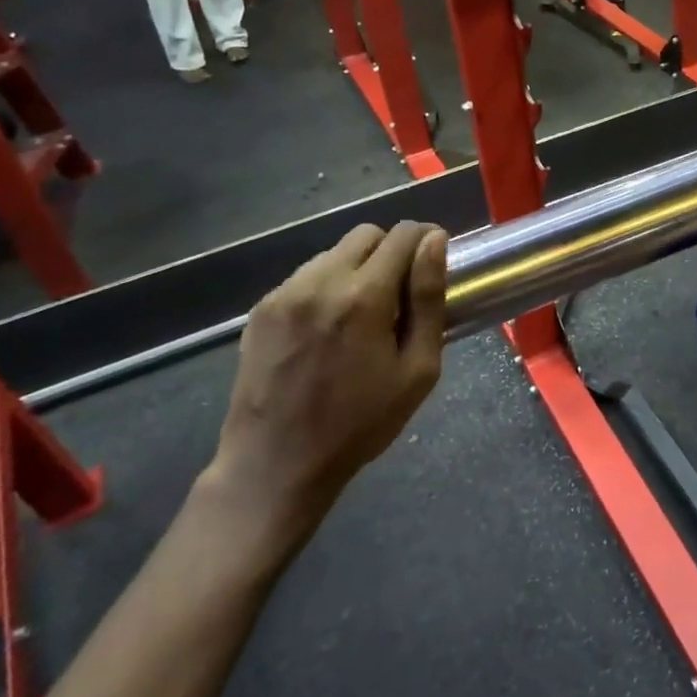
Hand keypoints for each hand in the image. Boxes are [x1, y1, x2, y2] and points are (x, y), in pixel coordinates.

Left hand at [209, 222, 448, 536]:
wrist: (276, 462)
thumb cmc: (360, 424)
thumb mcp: (416, 370)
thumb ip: (429, 300)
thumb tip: (435, 242)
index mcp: (363, 296)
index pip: (402, 235)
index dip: (425, 239)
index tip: (434, 259)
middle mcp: (320, 281)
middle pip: (366, 234)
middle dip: (391, 251)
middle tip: (400, 293)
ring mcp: (285, 292)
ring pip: (333, 252)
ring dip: (357, 268)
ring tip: (361, 314)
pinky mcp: (262, 308)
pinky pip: (306, 276)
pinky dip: (326, 286)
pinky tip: (328, 328)